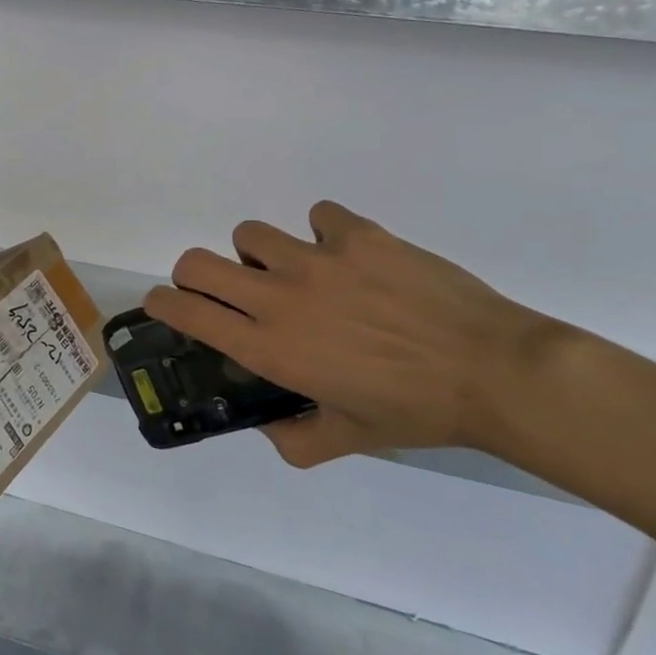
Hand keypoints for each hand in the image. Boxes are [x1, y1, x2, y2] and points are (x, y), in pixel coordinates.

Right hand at [144, 202, 564, 467]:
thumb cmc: (416, 411)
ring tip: (293, 271)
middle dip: (193, 274)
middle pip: (198, 262)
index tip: (162, 304)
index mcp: (270, 347)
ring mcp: (316, 259)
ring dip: (259, 253)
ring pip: (250, 234)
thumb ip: (295, 439)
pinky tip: (347, 255)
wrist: (493, 371)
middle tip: (220, 289)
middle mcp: (278, 297)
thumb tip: (269, 428)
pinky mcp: (356, 234)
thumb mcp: (348, 438)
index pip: (187, 313)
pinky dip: (322, 231)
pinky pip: (317, 215)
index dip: (162, 304)